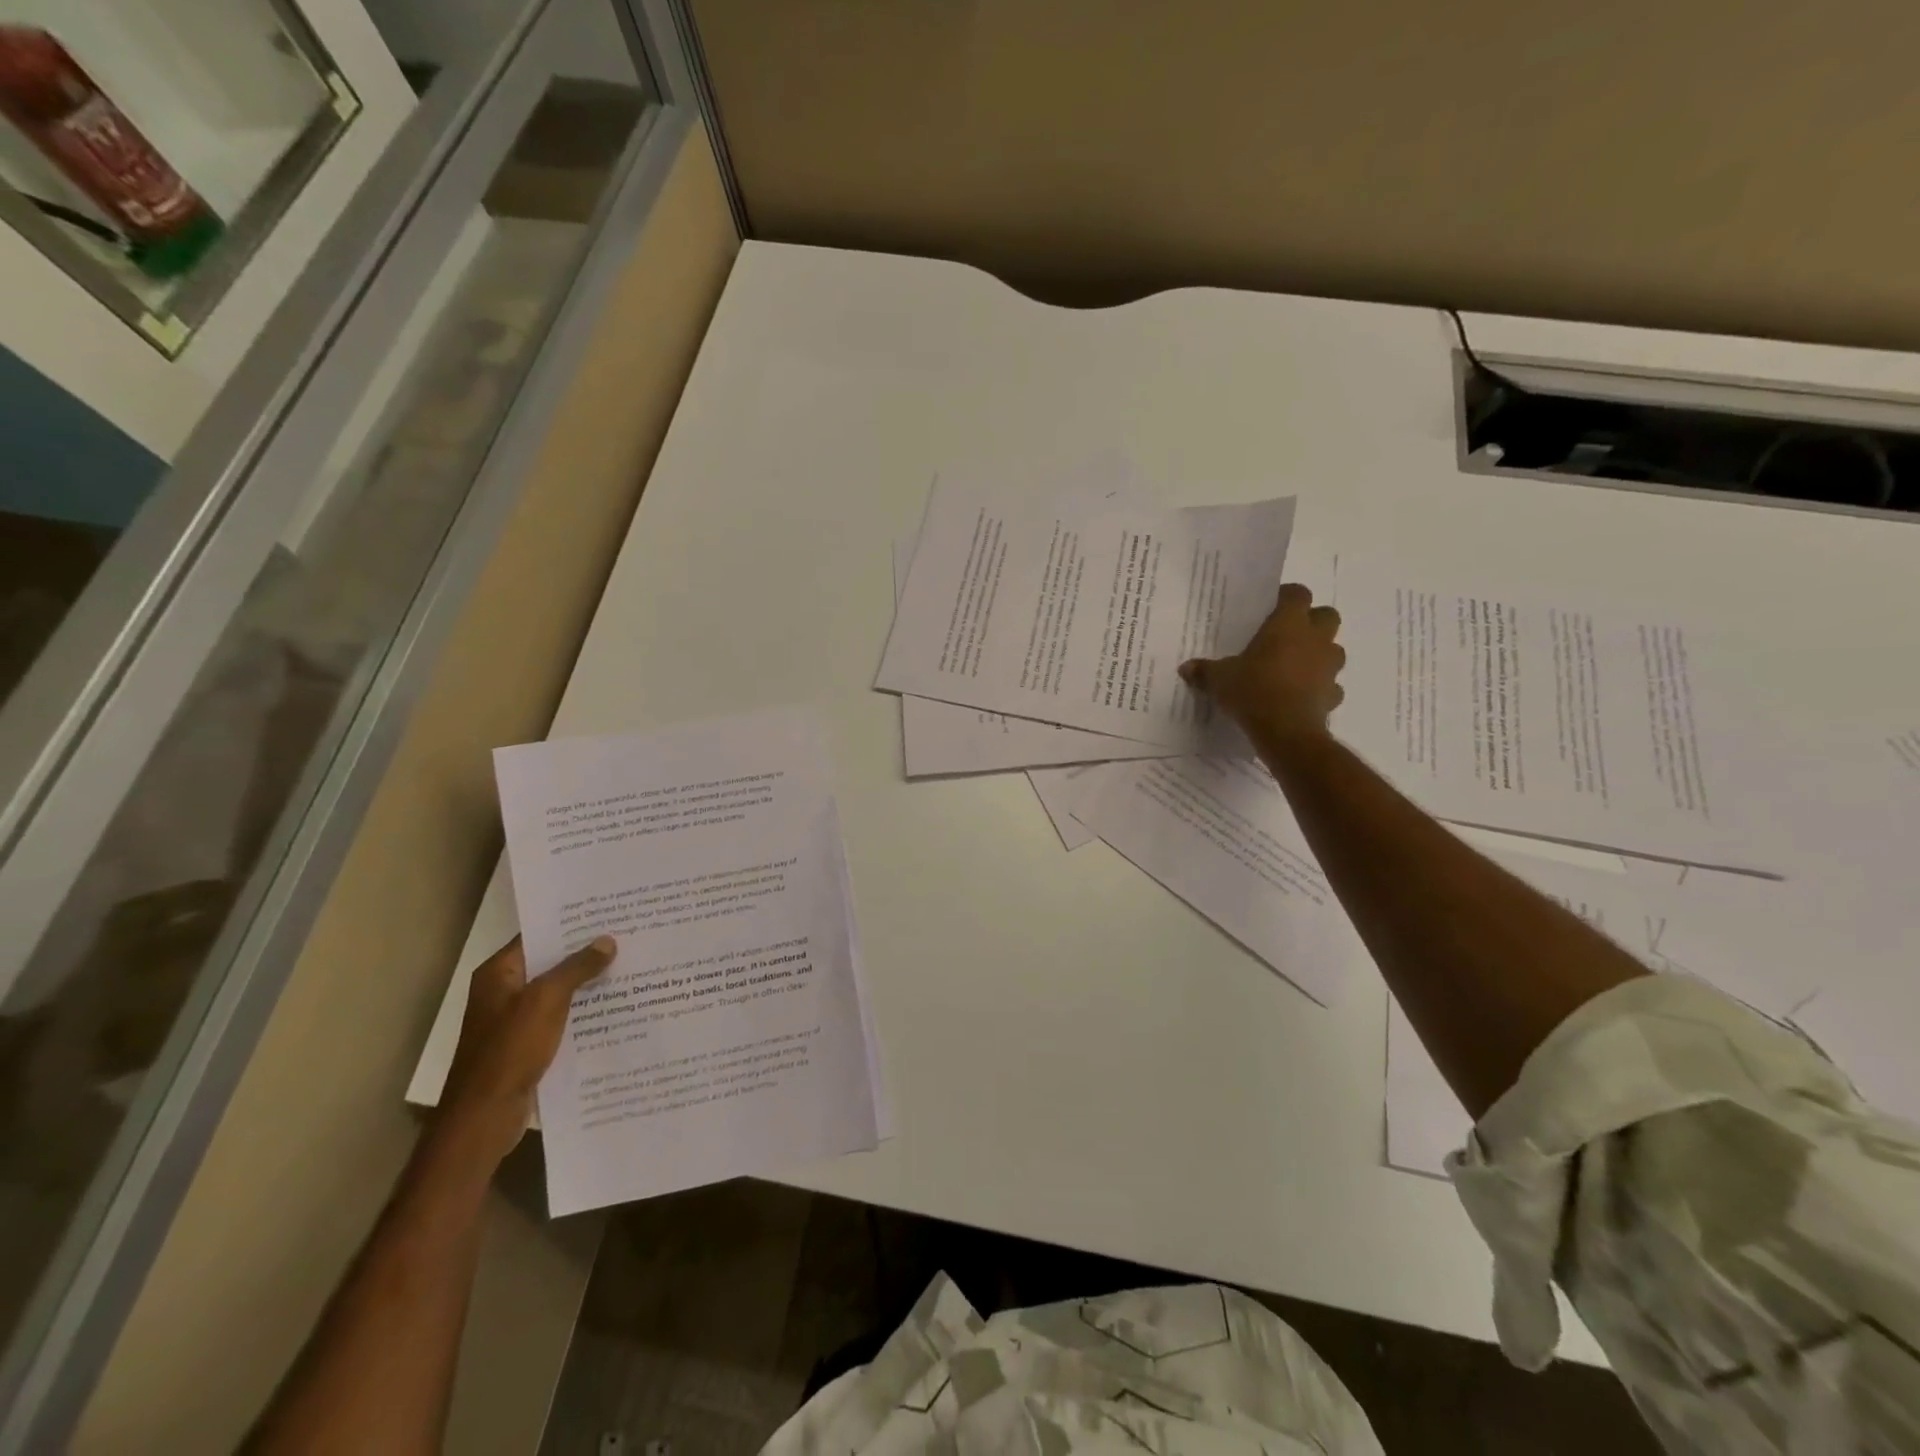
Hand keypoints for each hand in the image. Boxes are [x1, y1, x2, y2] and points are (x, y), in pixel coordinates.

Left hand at [435, 936, 615, 1169]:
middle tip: (628, 935)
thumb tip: (607, 941)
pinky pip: (561, 1018)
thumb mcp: (546, 1000)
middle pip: (550, 963)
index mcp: (499, 973)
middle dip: (586, 952)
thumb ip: (577, 968)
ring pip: (559, 992)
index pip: (538, 935)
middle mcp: (504, 992)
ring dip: (588, 983)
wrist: (484, 1117)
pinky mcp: (528, 1045)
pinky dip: (583, 1011)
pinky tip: (615, 1007)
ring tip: (630, 966)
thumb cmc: (509, 1050)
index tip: (608, 912)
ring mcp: (515, 1020)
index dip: (571, 924)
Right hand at [1179, 583, 1344, 744]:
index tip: (1272, 606)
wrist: (1286, 730)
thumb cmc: (1253, 690)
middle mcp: (1315, 639)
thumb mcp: (1219, 679)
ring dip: (1319, 654)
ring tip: (1295, 667)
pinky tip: (1301, 697)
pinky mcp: (1334, 694)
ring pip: (1334, 650)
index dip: (1287, 596)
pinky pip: (1331, 686)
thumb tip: (1186, 668)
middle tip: (1288, 634)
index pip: (1297, 593)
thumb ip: (1205, 670)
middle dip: (1312, 621)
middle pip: (1327, 615)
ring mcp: (1329, 667)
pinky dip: (1320, 688)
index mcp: (1288, 624)